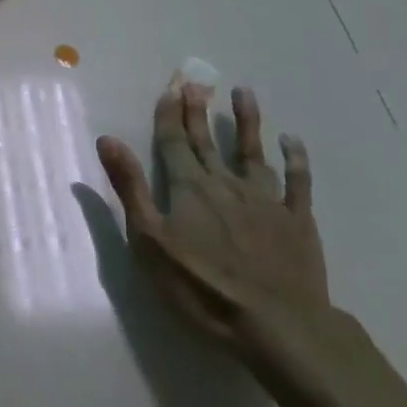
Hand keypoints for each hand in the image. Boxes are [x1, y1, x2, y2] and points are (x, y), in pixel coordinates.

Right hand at [97, 82, 327, 345]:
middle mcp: (225, 183)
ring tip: (244, 92)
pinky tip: (293, 141)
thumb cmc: (203, 287)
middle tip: (196, 82)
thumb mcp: (150, 241)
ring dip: (247, 121)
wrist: (278, 325)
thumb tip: (108, 139)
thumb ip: (130, 188)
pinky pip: (298, 183)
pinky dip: (296, 160)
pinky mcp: (297, 221)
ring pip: (253, 151)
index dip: (170, 114)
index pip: (174, 141)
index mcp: (189, 187)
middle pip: (207, 141)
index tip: (170, 87)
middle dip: (198, 111)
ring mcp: (265, 200)